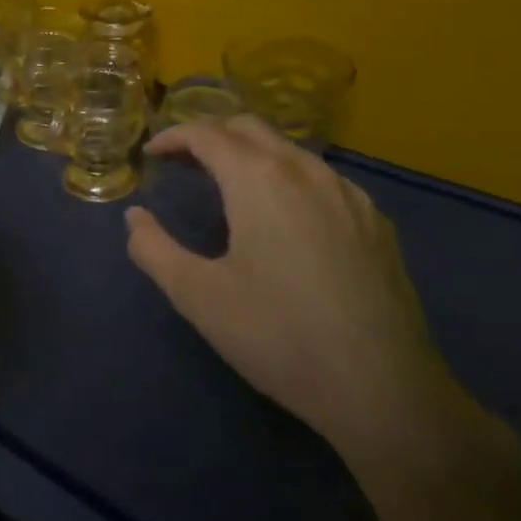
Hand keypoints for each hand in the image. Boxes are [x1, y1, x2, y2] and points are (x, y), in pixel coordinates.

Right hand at [125, 117, 469, 467]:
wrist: (386, 392)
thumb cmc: (278, 336)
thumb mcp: (197, 296)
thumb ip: (153, 249)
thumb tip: (135, 218)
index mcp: (259, 179)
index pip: (206, 133)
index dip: (173, 137)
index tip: (151, 155)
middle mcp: (305, 170)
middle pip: (249, 128)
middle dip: (210, 135)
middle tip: (184, 163)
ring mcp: (348, 194)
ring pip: (289, 150)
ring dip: (251, 154)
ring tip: (229, 187)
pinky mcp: (377, 223)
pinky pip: (322, 178)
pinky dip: (288, 178)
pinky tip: (286, 218)